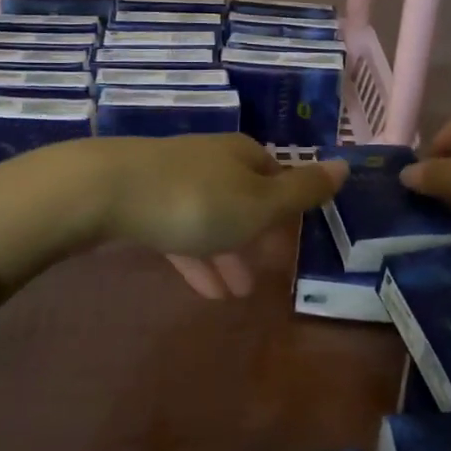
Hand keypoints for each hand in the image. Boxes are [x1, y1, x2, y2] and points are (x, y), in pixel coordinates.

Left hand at [0, 136, 343, 302]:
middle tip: (270, 274)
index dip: (289, 207)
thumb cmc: (196, 200)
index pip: (276, 175)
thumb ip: (302, 191)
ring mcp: (175, 181)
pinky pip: (181, 234)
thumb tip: (345, 165)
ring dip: (228, 255)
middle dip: (257, 237)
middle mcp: (212, 162)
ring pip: (213, 220)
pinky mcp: (144, 203)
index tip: (296, 240)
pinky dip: (197, 259)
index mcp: (243, 156)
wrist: (105, 192)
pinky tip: (206, 292)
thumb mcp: (259, 203)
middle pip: (244, 199)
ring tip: (240, 295)